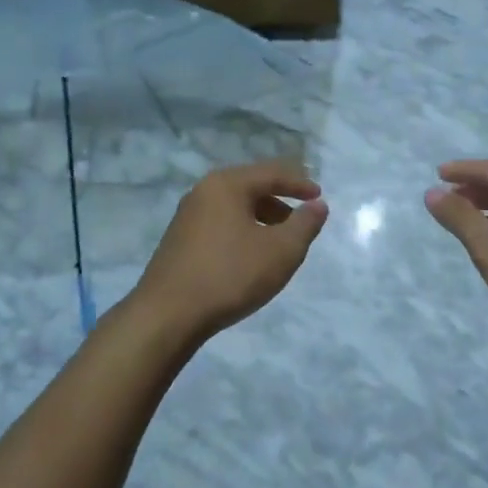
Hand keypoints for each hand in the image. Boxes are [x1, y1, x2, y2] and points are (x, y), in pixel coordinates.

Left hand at [129, 162, 328, 341]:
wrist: (168, 314)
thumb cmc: (231, 275)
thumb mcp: (281, 251)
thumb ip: (305, 224)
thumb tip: (318, 205)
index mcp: (227, 185)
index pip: (271, 173)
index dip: (299, 183)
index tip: (319, 196)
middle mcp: (203, 192)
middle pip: (250, 186)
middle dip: (280, 200)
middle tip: (301, 218)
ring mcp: (187, 216)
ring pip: (234, 207)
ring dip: (261, 217)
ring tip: (280, 241)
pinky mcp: (179, 240)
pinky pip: (220, 224)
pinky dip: (242, 230)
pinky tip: (250, 255)